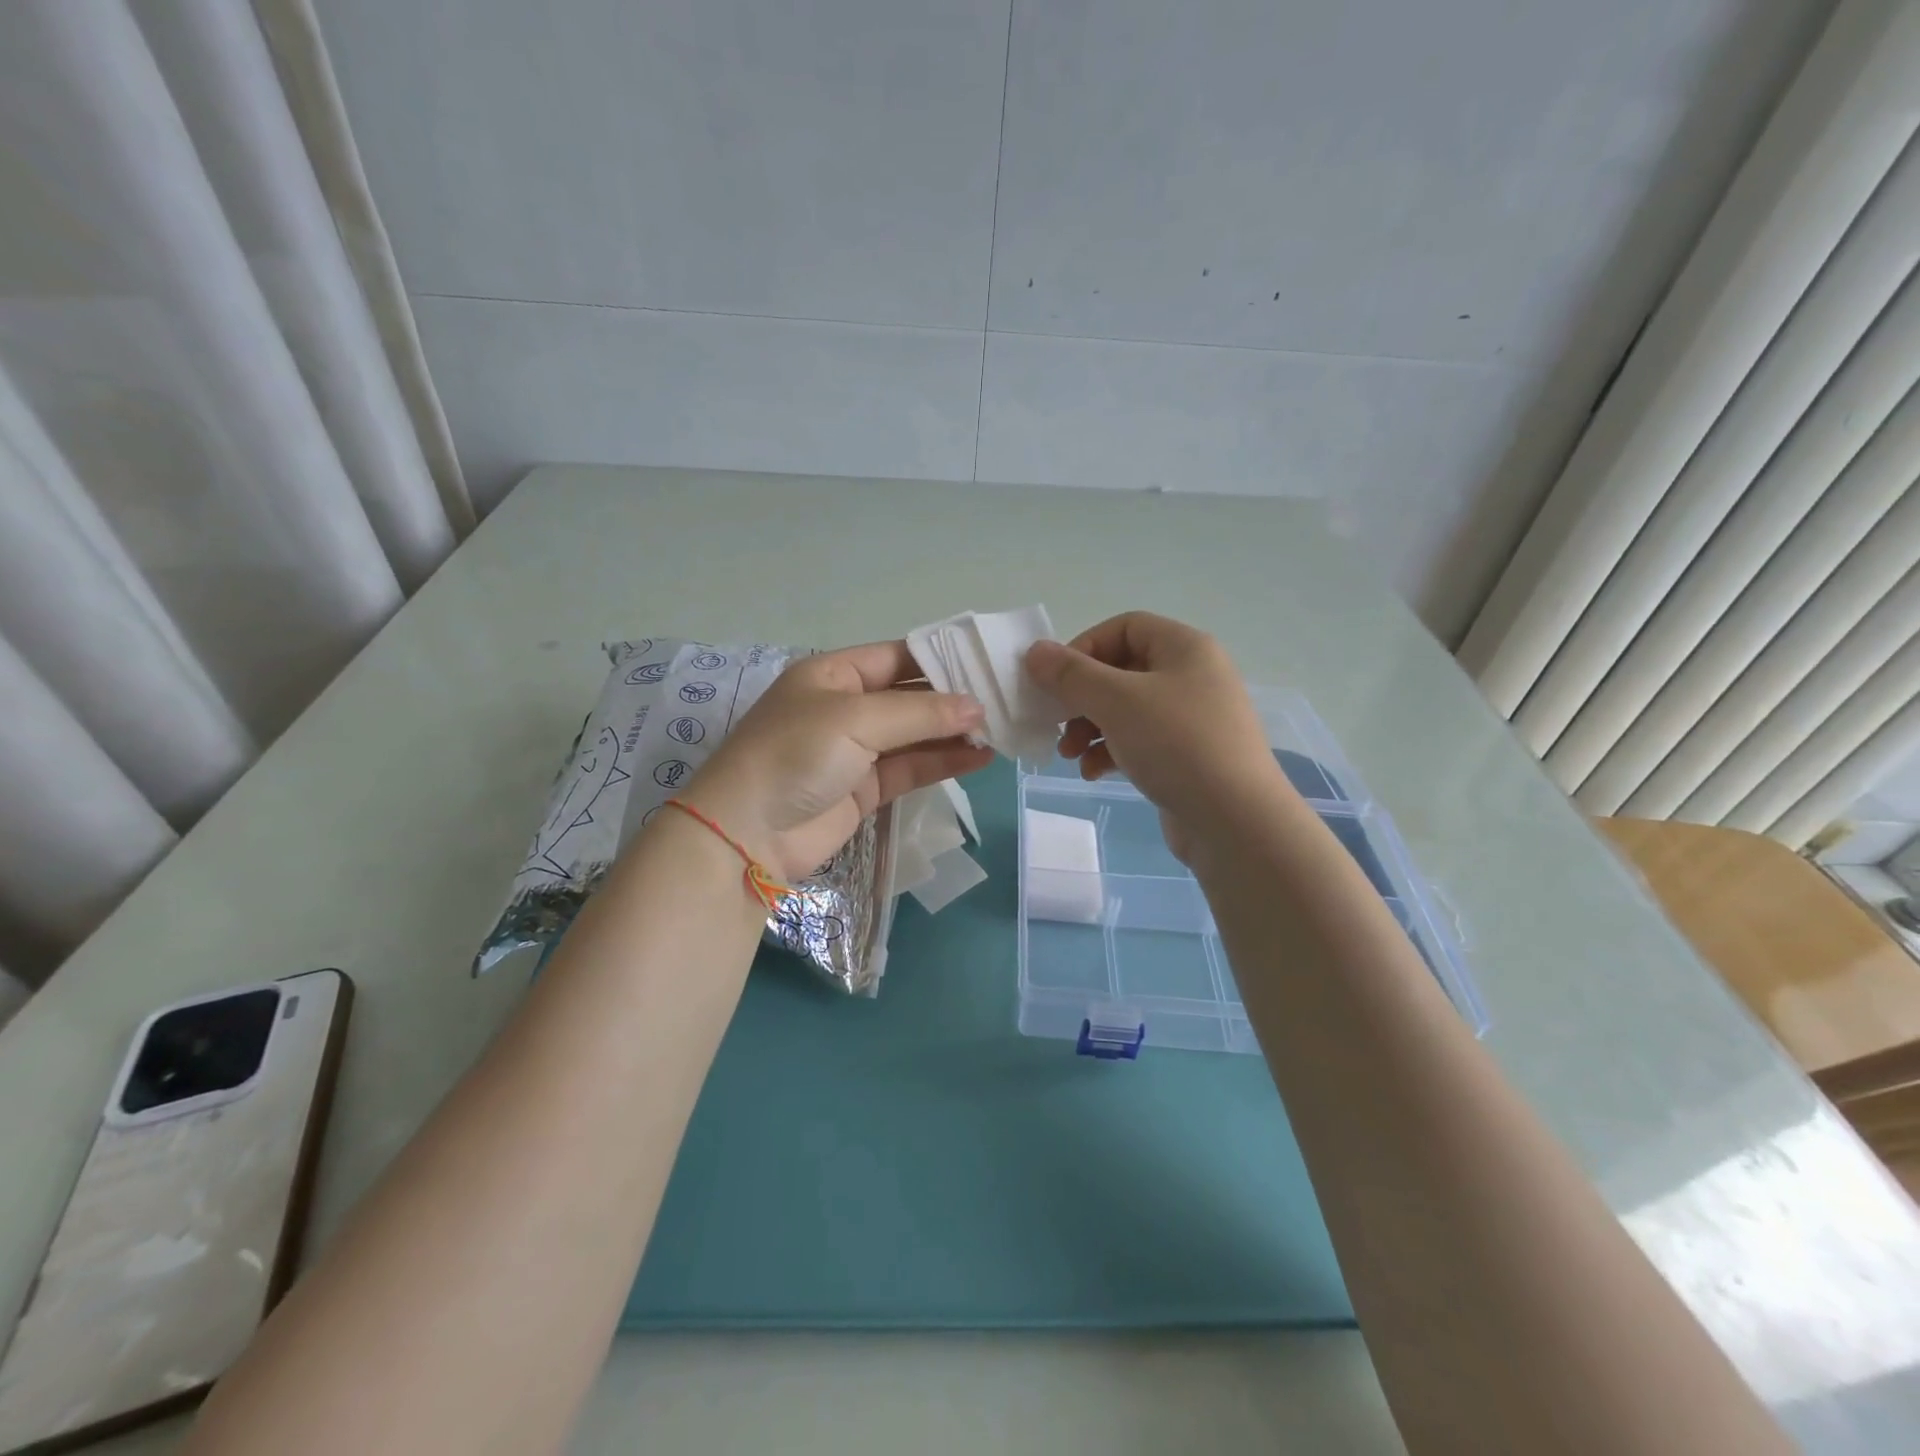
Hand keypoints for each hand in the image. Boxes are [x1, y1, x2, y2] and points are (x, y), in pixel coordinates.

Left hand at [670, 642, 991, 883]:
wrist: (747, 833)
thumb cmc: (795, 754)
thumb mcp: (855, 719)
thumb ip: (919, 712)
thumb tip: (976, 707)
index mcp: (833, 674)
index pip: (896, 656)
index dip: (940, 658)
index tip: (987, 661)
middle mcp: (847, 707)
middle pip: (910, 696)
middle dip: (954, 698)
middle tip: (1006, 697)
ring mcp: (857, 750)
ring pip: (916, 735)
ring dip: (955, 732)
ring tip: (1002, 728)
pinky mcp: (866, 788)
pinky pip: (912, 768)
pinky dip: (944, 762)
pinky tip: (981, 757)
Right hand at [1025, 613, 1282, 831]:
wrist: (1236, 821)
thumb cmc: (1176, 745)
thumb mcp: (1116, 702)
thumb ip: (1071, 674)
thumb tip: (1035, 651)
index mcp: (1185, 648)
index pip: (1124, 627)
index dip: (1084, 648)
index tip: (1056, 680)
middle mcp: (1193, 675)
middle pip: (1121, 670)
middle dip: (1082, 697)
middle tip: (1056, 724)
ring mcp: (1193, 718)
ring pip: (1127, 710)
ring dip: (1090, 728)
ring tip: (1070, 756)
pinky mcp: (1190, 756)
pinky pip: (1141, 741)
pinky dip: (1112, 752)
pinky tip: (1094, 773)